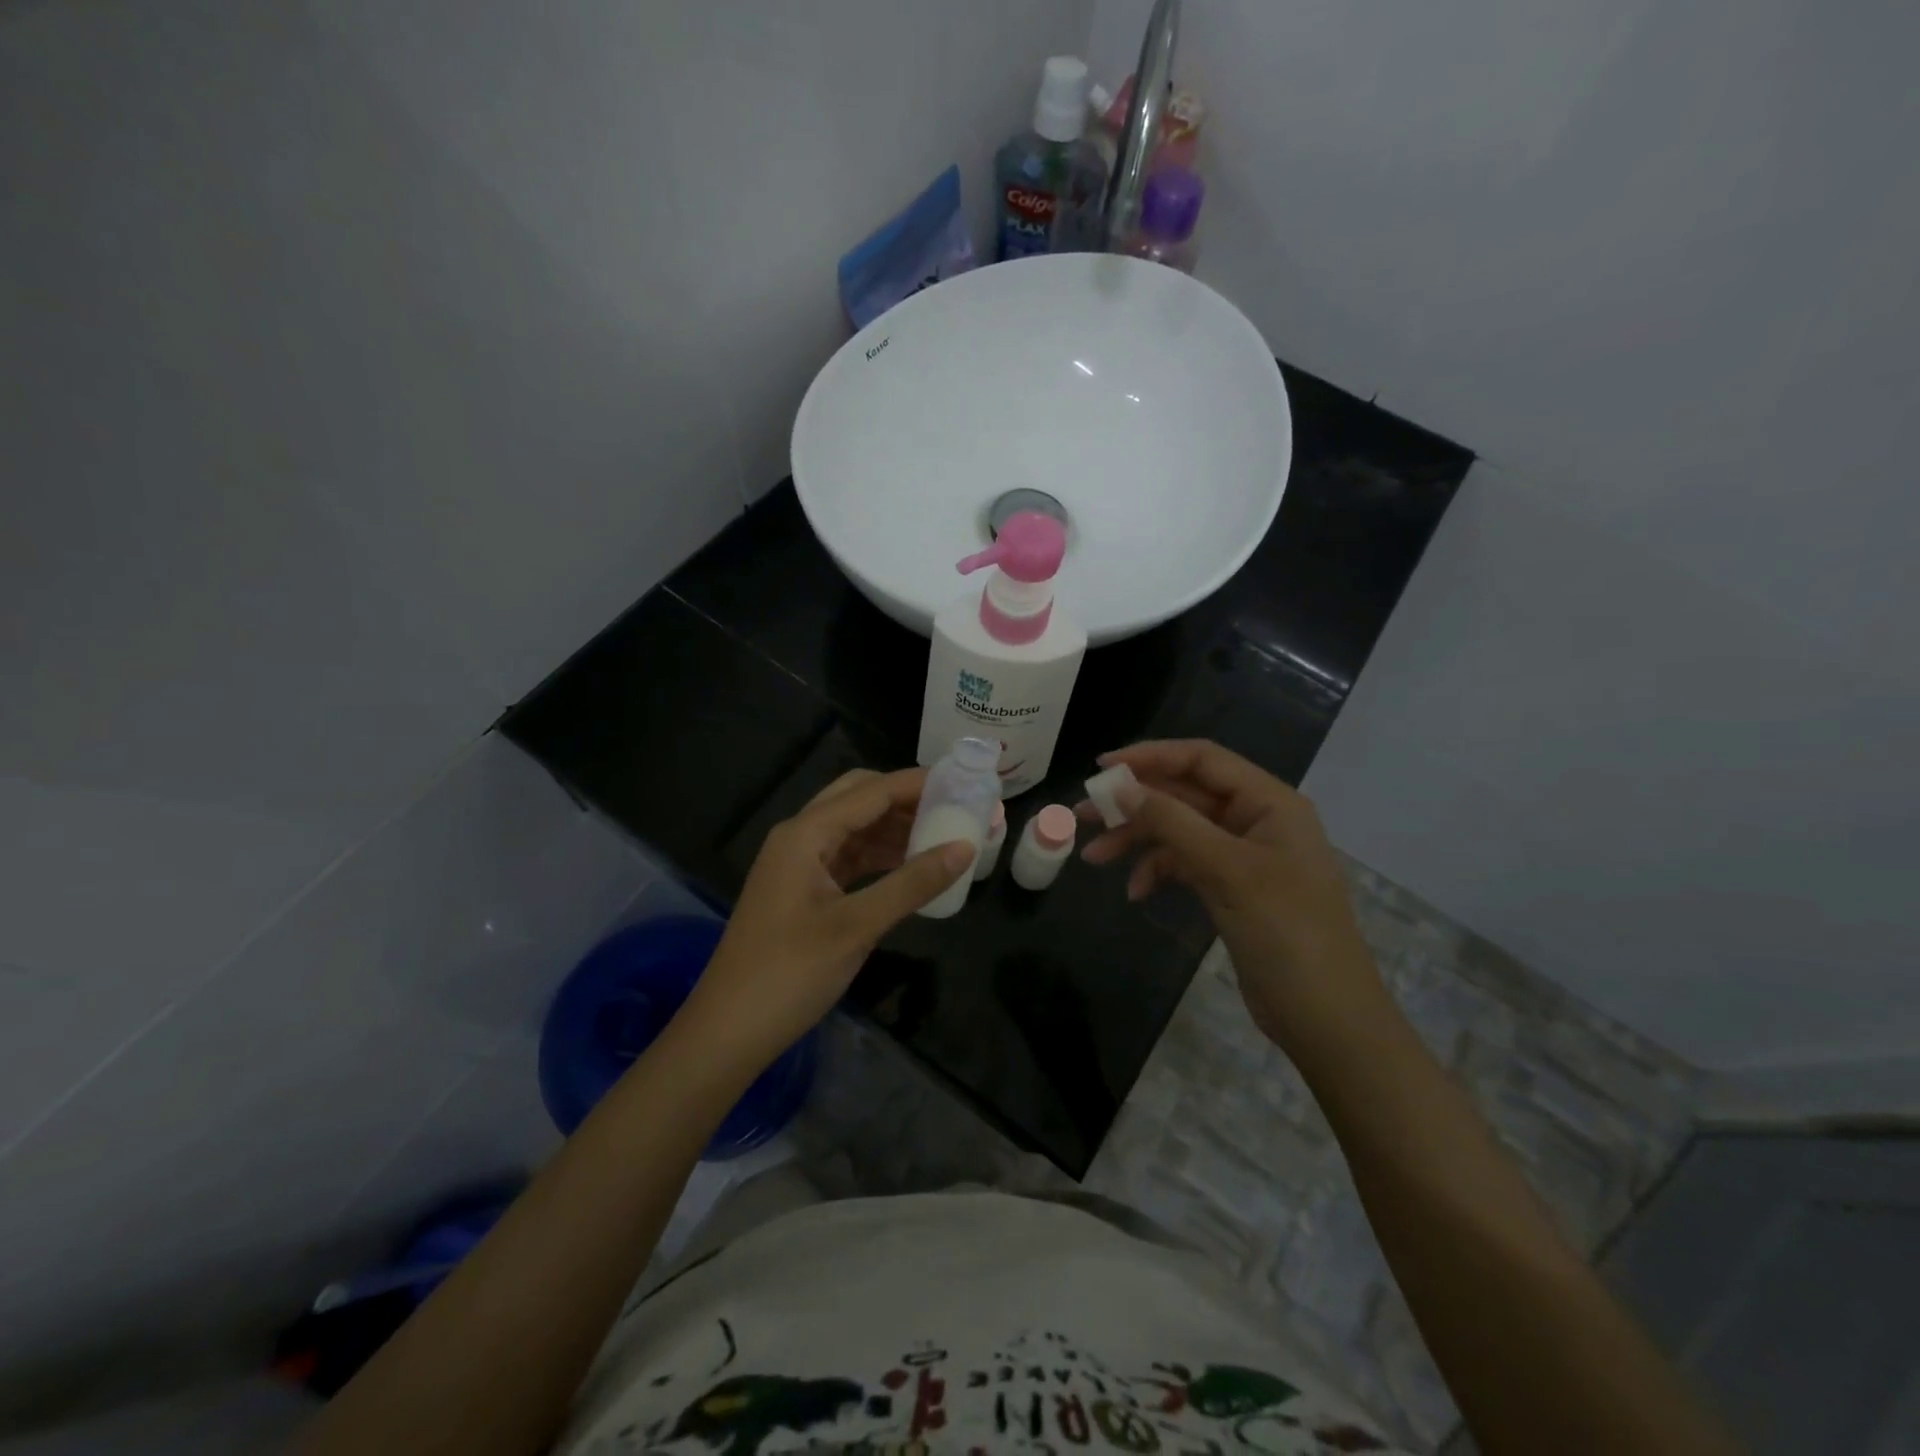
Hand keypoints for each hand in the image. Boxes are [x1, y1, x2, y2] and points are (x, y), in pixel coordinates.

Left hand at [680, 768, 973, 1069]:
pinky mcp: (804, 891)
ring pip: (855, 829)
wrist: (728, 1031)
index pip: (871, 791)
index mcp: (805, 834)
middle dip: (905, 800)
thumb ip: (913, 883)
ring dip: (895, 829)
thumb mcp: (857, 926)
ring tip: (944, 835)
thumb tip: (966, 847)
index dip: (917, 784)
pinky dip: (881, 857)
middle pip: (859, 799)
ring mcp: (799, 865)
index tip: (964, 783)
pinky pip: (849, 858)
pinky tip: (912, 867)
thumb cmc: (789, 974)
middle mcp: (799, 838)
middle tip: (953, 808)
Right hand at [1080, 740, 1388, 1054]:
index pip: (1201, 760)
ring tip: (1095, 858)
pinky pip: (1186, 863)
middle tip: (1083, 816)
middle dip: (1134, 805)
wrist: (1326, 1019)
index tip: (1101, 768)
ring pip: (1179, 830)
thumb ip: (1173, 823)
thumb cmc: (1287, 933)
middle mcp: (1256, 820)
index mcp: (1268, 802)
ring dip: (1138, 840)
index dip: (1150, 757)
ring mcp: (1244, 856)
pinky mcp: (1232, 888)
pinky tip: (1136, 893)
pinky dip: (1158, 871)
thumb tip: (1120, 787)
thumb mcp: (1228, 871)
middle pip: (1184, 795)